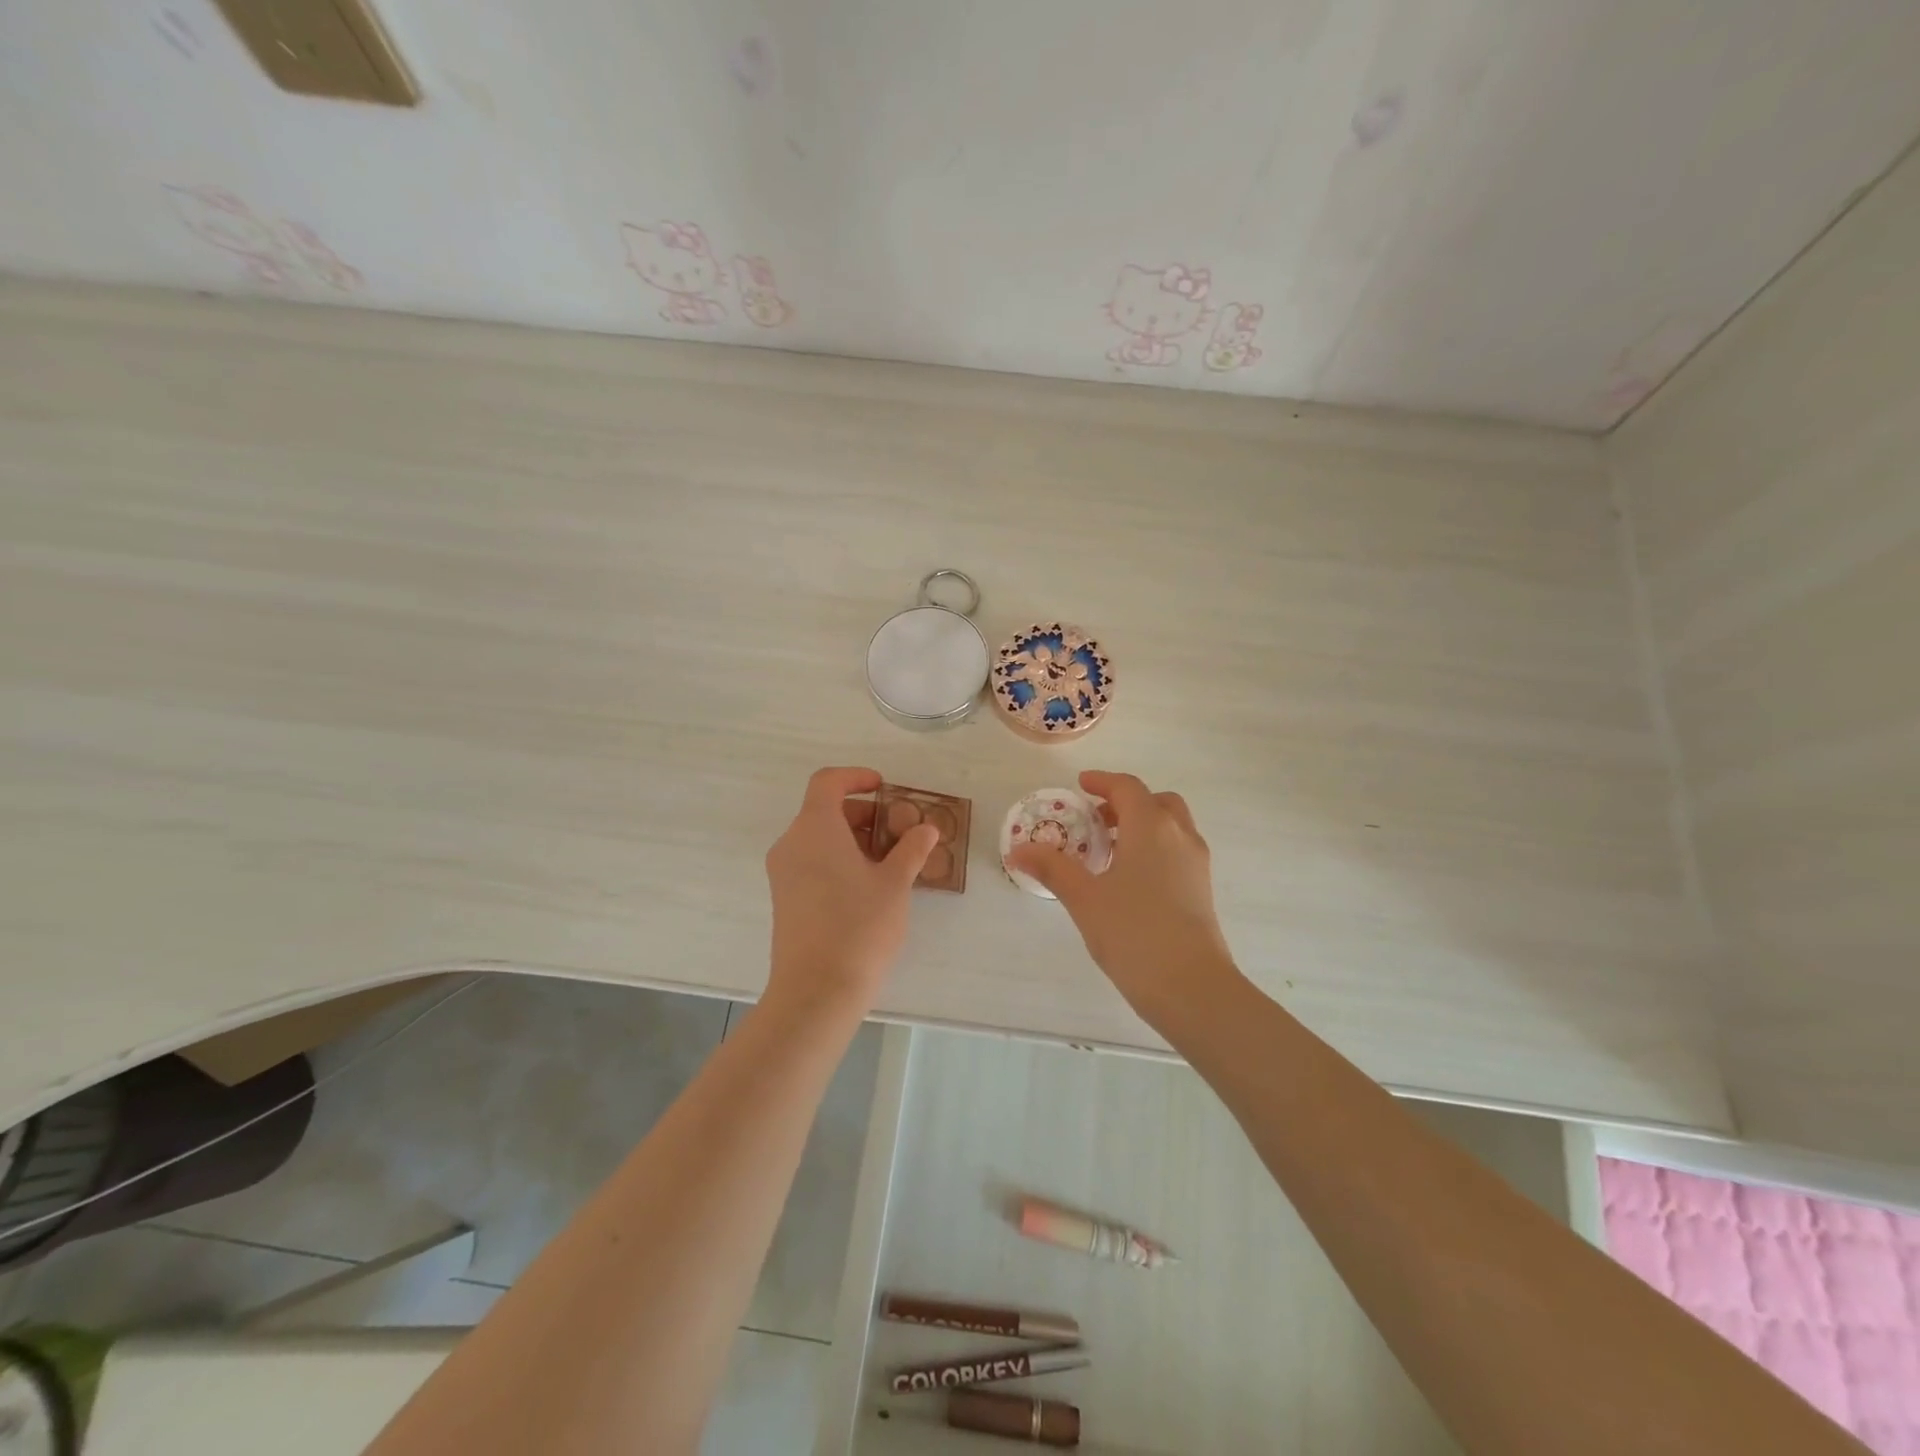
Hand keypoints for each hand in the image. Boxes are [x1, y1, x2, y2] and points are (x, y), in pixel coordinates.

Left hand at [764, 766, 938, 1015]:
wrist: (816, 992)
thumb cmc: (859, 927)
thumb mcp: (895, 884)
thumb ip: (911, 849)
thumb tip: (925, 829)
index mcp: (814, 828)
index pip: (828, 782)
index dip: (856, 777)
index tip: (885, 788)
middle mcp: (791, 844)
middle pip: (825, 811)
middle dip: (865, 815)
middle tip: (900, 834)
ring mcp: (783, 873)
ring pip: (820, 839)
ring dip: (855, 840)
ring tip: (892, 864)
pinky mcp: (784, 899)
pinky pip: (812, 862)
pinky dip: (839, 860)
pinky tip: (870, 887)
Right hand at [1006, 770, 1238, 1023]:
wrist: (1192, 986)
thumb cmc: (1133, 933)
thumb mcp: (1084, 898)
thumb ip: (1052, 868)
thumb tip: (1018, 850)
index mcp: (1151, 827)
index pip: (1128, 788)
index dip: (1103, 782)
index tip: (1081, 785)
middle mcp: (1179, 836)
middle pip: (1156, 802)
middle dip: (1126, 803)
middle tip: (1097, 819)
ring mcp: (1196, 863)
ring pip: (1171, 827)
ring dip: (1143, 825)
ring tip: (1110, 850)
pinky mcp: (1202, 889)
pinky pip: (1178, 851)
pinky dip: (1155, 847)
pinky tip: (1131, 879)